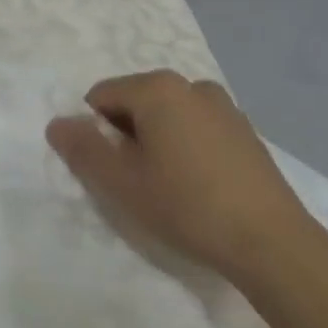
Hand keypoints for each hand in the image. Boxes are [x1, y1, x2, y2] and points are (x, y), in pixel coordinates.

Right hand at [46, 71, 319, 279]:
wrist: (271, 242)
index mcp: (157, 88)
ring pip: (167, 116)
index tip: (109, 169)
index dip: (95, 132)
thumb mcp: (120, 182)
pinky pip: (196, 128)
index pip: (100, 96)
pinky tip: (198, 185)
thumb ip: (82, 148)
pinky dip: (185, 147)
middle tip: (136, 180)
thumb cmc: (186, 205)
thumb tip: (57, 124)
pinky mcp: (245, 130)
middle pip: (135, 102)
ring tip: (168, 185)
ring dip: (155, 141)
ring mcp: (224, 106)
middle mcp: (191, 85)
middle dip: (125, 135)